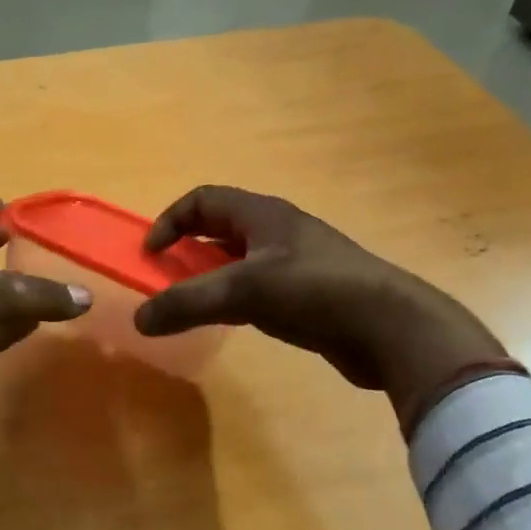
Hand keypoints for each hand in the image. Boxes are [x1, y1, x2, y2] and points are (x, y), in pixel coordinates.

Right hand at [133, 186, 509, 426]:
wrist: (391, 329)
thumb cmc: (314, 291)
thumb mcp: (242, 292)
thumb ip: (186, 303)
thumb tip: (139, 320)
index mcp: (262, 215)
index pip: (202, 200)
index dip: (170, 221)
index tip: (151, 254)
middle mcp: (277, 231)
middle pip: (219, 229)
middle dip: (187, 250)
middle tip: (166, 279)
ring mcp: (296, 263)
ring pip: (238, 260)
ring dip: (210, 277)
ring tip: (192, 304)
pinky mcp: (308, 294)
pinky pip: (258, 287)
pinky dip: (234, 299)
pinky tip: (231, 321)